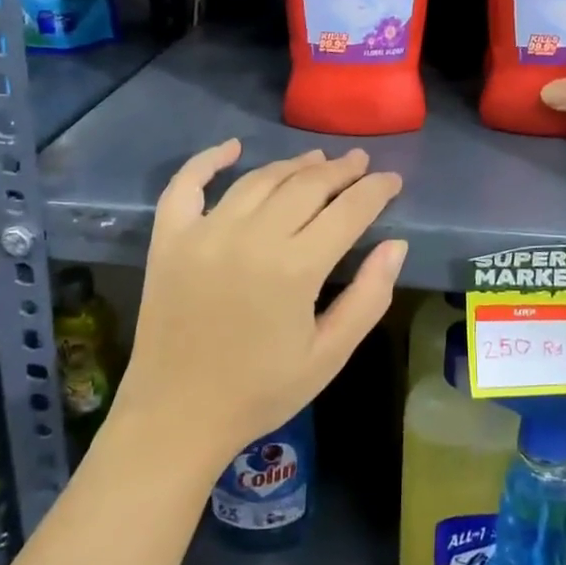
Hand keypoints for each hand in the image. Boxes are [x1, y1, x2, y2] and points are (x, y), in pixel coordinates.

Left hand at [118, 141, 406, 470]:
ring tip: (318, 160)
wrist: (177, 417)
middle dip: (341, 171)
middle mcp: (251, 237)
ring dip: (293, 165)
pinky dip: (208, 159)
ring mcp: (205, 232)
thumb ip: (368, 298)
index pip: (348, 210)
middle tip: (361, 163)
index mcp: (295, 269)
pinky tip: (233, 147)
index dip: (376, 191)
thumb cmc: (260, 392)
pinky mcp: (169, 239)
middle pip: (307, 186)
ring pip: (259, 180)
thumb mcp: (329, 355)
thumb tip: (396, 245)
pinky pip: (187, 184)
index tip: (392, 180)